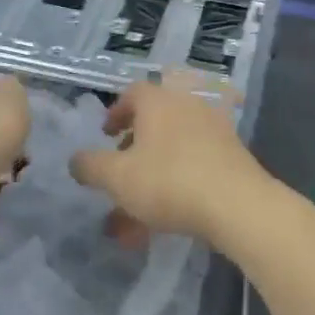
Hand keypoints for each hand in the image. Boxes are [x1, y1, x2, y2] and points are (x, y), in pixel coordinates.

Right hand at [71, 74, 267, 240]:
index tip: (107, 135)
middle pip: (156, 122)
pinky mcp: (233, 156)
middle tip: (122, 170)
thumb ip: (90, 166)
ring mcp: (215, 130)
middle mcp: (188, 106)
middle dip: (134, 148)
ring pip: (174, 150)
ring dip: (152, 176)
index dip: (116, 112)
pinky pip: (195, 166)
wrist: (237, 205)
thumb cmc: (169, 182)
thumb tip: (77, 160)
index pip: (133, 93)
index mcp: (159, 101)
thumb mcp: (117, 177)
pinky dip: (176, 186)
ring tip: (135, 214)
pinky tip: (164, 221)